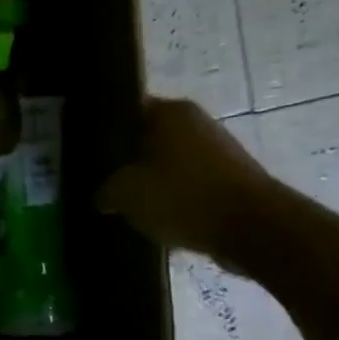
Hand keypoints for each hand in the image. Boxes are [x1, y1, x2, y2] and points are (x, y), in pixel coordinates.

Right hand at [96, 98, 279, 267]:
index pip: (123, 109)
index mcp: (169, 111)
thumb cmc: (184, 197)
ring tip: (123, 202)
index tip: (83, 151)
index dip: (101, 129)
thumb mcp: (125, 193)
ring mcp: (216, 149)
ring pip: (166, 161)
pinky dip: (172, 196)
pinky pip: (188, 183)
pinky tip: (154, 216)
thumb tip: (103, 196)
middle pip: (146, 136)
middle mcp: (194, 121)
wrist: (255, 230)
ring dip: (148, 180)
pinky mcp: (229, 178)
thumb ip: (105, 190)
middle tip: (98, 179)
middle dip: (124, 158)